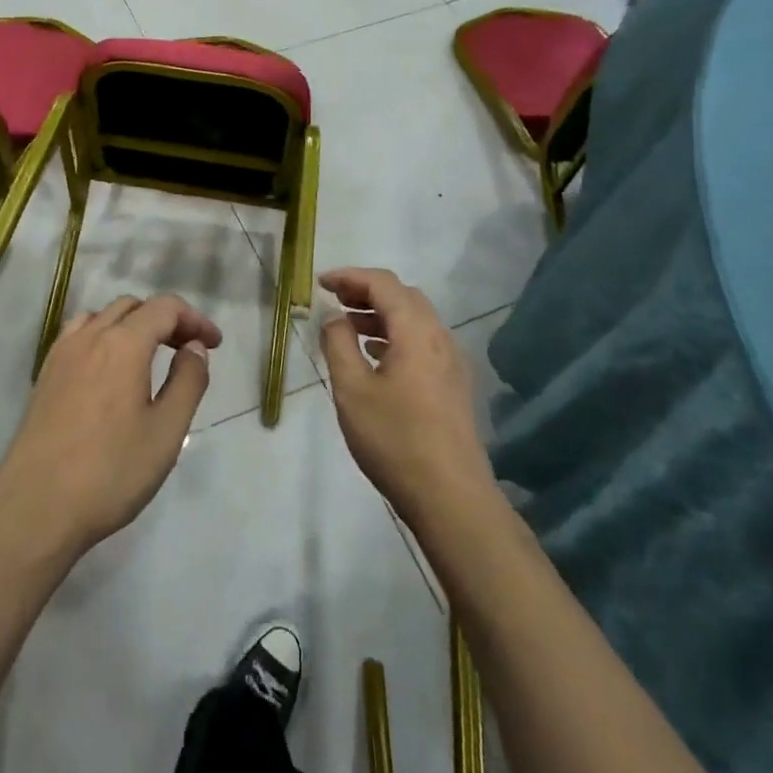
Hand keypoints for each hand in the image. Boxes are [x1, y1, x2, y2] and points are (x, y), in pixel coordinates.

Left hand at [0, 295, 221, 558]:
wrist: (36, 510)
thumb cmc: (110, 473)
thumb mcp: (166, 432)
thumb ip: (188, 381)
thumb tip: (194, 347)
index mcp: (123, 344)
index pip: (165, 308)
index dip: (194, 319)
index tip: (214, 344)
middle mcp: (89, 337)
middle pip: (133, 307)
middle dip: (165, 320)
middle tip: (187, 351)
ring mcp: (61, 355)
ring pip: (102, 317)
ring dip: (132, 325)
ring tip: (150, 356)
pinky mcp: (44, 376)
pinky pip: (78, 335)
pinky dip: (102, 336)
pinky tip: (109, 370)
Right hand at [319, 267, 493, 522]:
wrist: (450, 496)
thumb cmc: (395, 439)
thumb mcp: (352, 390)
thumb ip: (338, 344)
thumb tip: (333, 317)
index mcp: (416, 331)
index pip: (383, 284)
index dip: (350, 276)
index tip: (320, 282)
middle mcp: (439, 338)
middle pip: (403, 296)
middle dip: (366, 291)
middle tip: (333, 299)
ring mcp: (450, 362)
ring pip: (414, 320)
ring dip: (380, 314)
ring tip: (347, 325)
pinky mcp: (452, 385)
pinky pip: (420, 343)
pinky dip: (393, 336)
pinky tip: (373, 356)